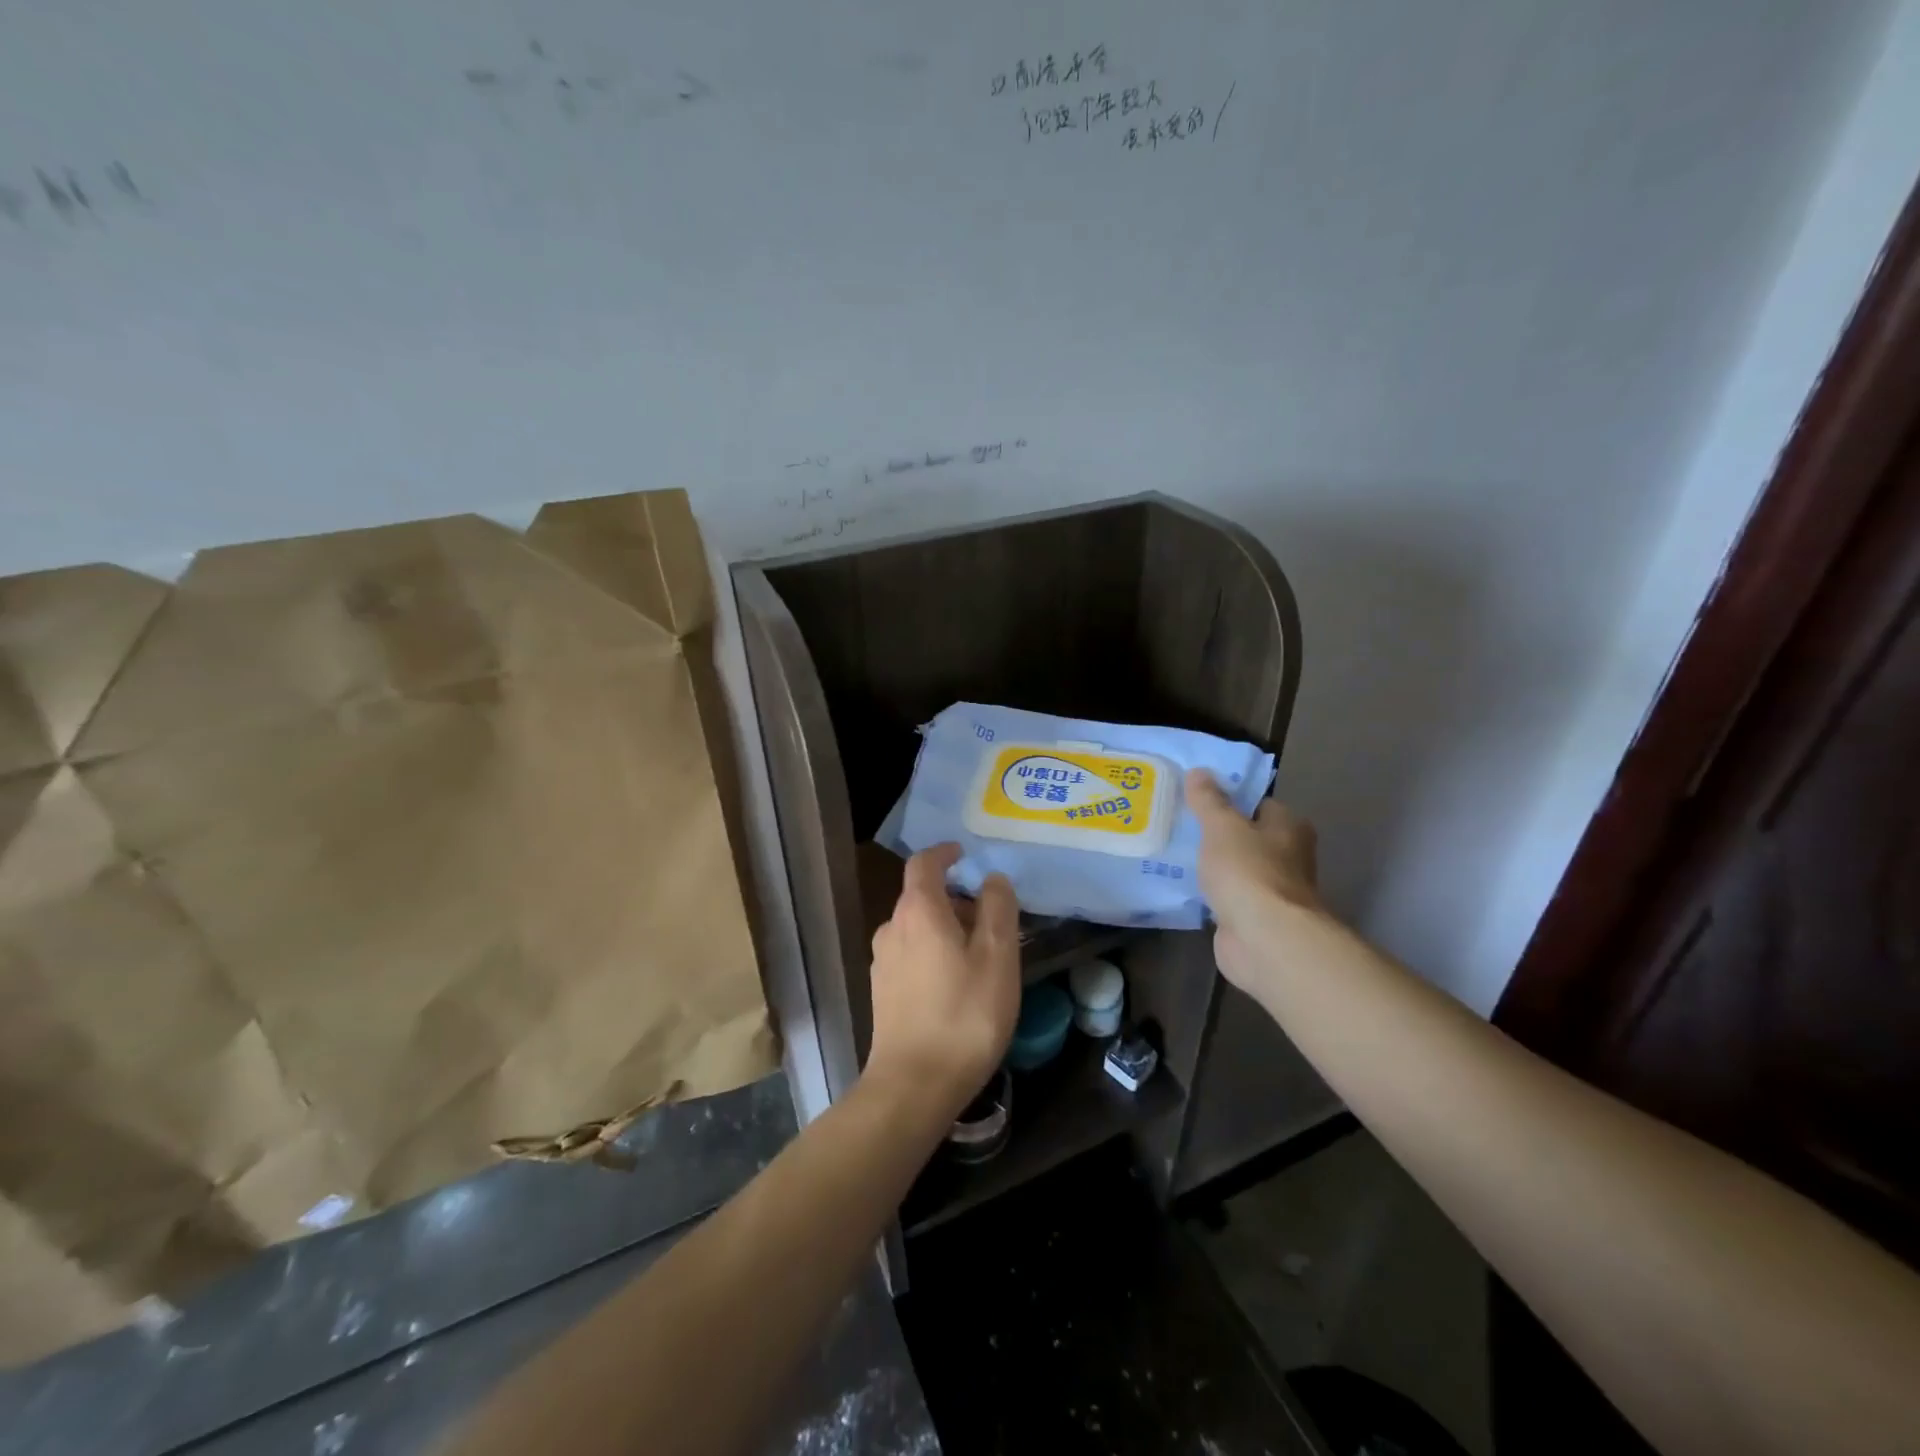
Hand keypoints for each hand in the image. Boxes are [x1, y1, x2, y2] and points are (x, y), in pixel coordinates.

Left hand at [866, 844, 1020, 1124]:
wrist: (913, 1085)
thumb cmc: (964, 1015)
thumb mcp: (997, 957)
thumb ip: (998, 909)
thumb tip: (992, 880)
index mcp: (918, 911)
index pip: (924, 863)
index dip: (945, 853)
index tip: (966, 854)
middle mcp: (892, 927)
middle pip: (922, 896)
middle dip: (956, 898)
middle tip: (992, 919)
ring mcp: (882, 961)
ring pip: (917, 928)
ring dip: (946, 928)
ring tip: (981, 954)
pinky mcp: (882, 991)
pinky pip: (911, 954)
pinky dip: (934, 951)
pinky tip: (957, 983)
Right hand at [1185, 769, 1328, 992]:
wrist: (1264, 939)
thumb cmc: (1249, 871)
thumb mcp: (1222, 826)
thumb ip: (1209, 800)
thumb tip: (1199, 772)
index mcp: (1289, 827)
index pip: (1258, 803)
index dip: (1230, 799)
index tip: (1196, 798)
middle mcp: (1288, 856)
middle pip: (1247, 837)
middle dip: (1218, 834)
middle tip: (1179, 824)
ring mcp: (1271, 891)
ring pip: (1236, 869)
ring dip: (1213, 866)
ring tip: (1174, 852)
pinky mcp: (1254, 919)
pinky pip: (1227, 897)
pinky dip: (1211, 894)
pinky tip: (1183, 886)